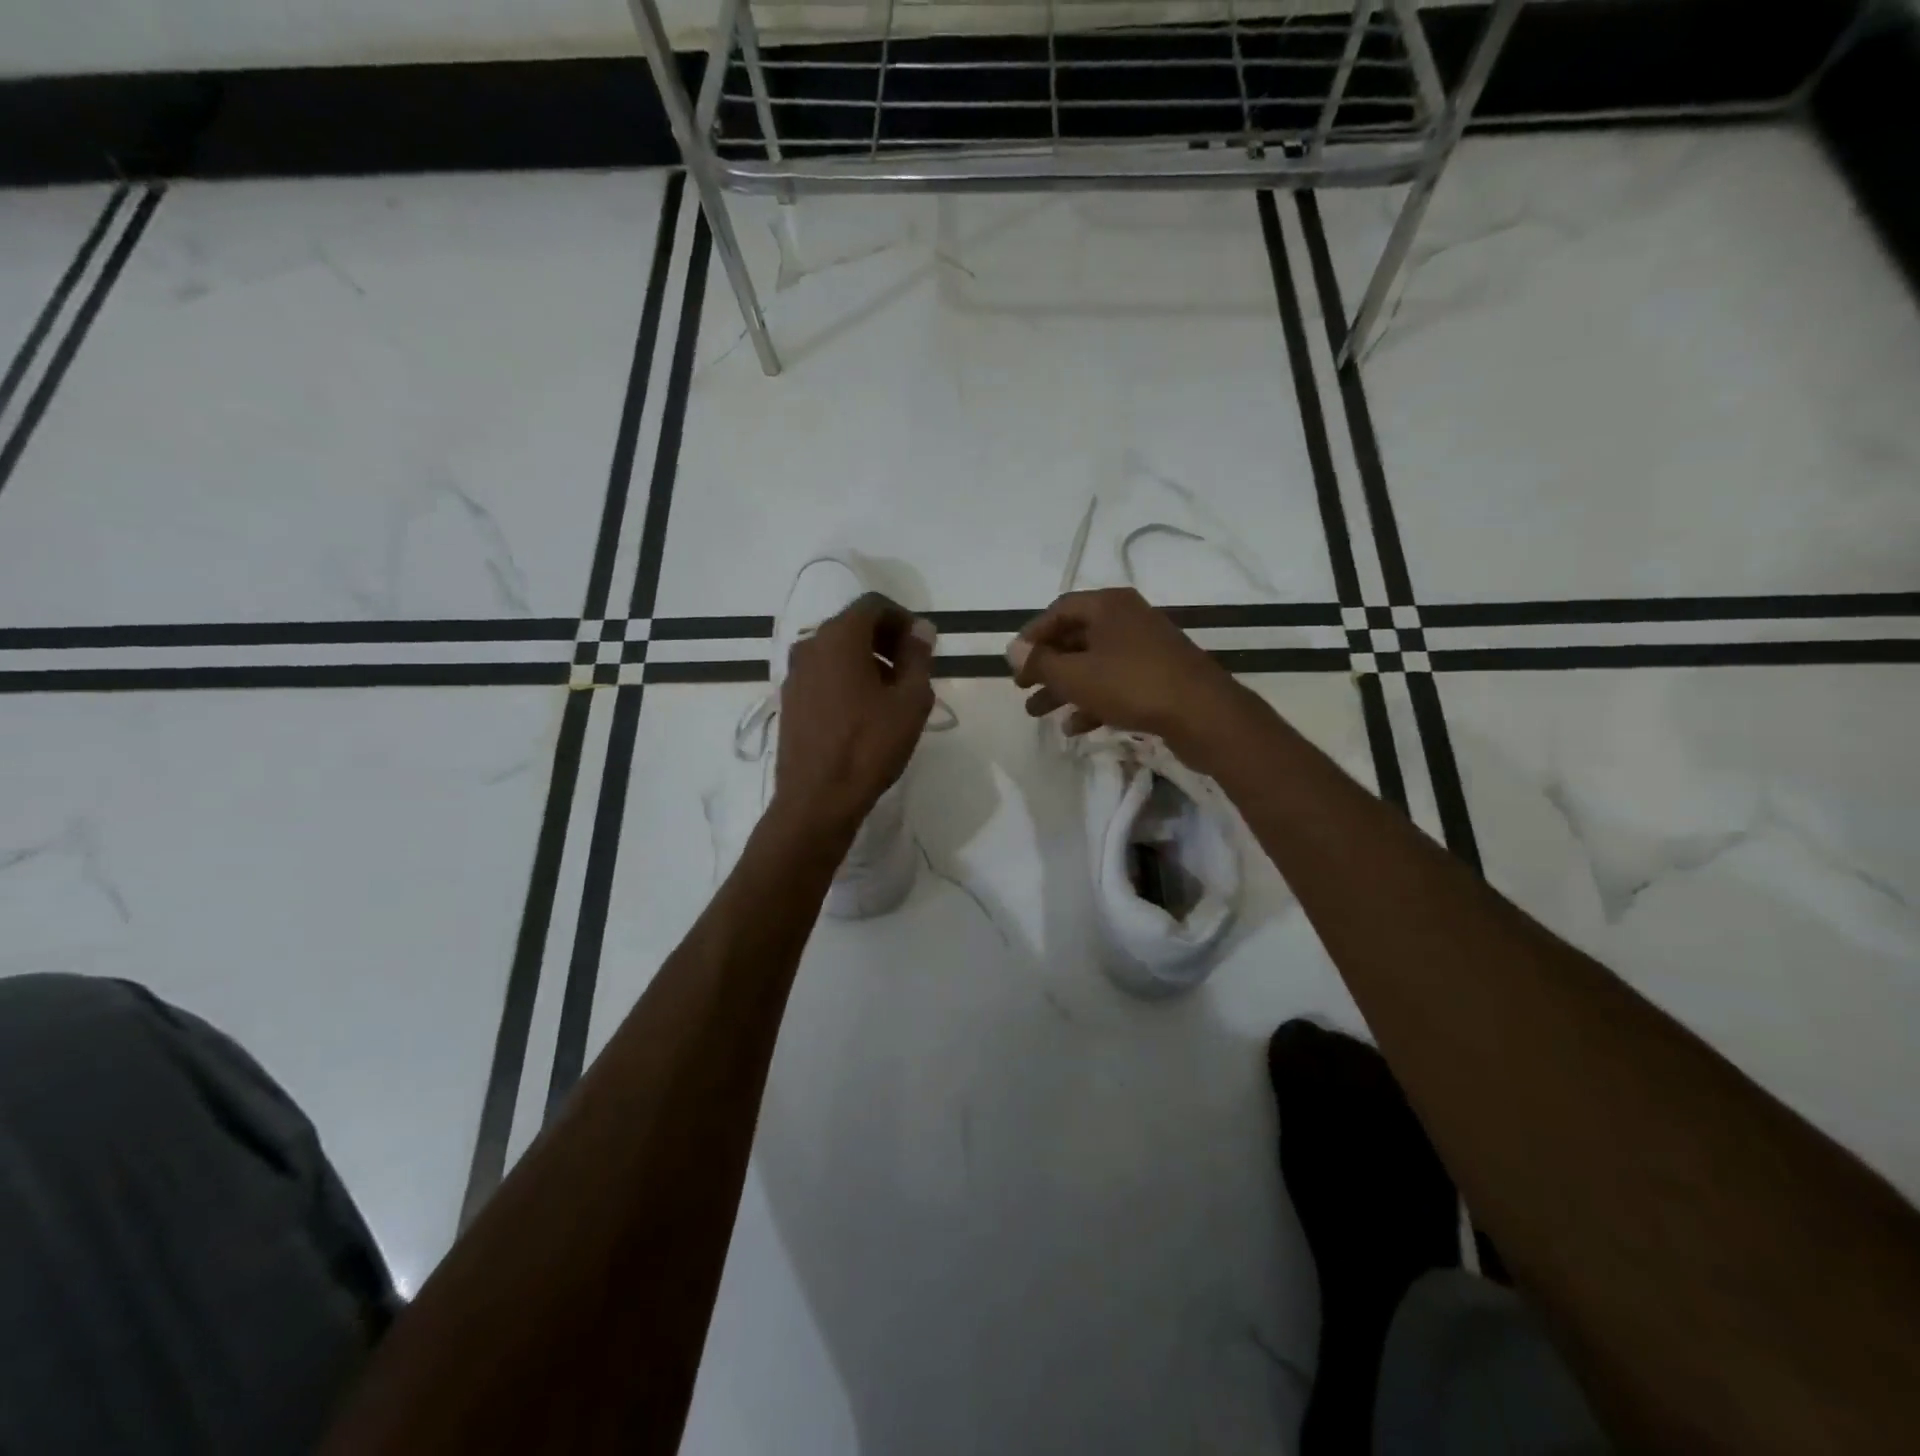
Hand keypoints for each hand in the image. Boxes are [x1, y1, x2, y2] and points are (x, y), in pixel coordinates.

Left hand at [772, 594, 936, 840]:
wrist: (817, 799)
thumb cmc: (869, 746)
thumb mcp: (910, 701)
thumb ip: (918, 657)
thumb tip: (921, 629)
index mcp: (839, 637)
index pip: (874, 605)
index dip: (903, 619)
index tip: (922, 646)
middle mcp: (810, 645)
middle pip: (853, 625)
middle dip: (886, 639)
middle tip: (912, 669)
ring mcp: (794, 673)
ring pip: (837, 650)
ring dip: (867, 660)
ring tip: (892, 694)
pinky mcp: (790, 700)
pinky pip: (823, 673)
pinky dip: (847, 678)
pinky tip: (865, 711)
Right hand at [1008, 588, 1246, 766]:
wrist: (1203, 714)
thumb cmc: (1132, 685)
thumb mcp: (1076, 675)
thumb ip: (1041, 662)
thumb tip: (1012, 649)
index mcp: (1108, 606)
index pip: (1059, 610)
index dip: (1032, 635)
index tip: (1014, 661)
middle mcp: (1127, 619)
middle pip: (1076, 638)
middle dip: (1046, 666)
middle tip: (1022, 688)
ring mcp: (1146, 648)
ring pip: (1094, 664)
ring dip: (1064, 688)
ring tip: (1038, 713)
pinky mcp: (1159, 676)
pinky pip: (1116, 683)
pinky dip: (1093, 701)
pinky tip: (1075, 727)